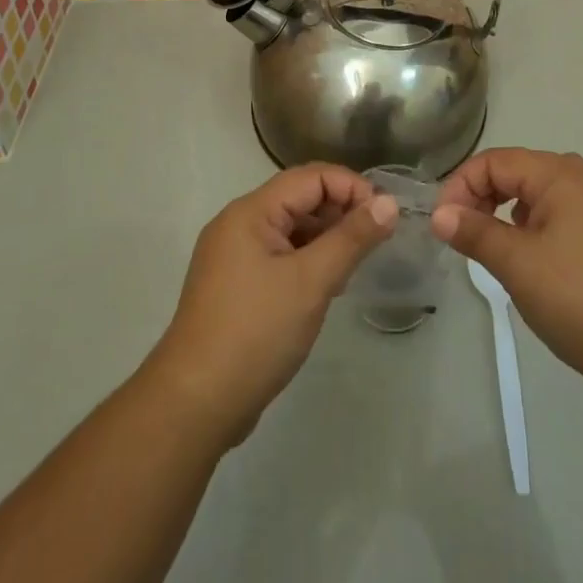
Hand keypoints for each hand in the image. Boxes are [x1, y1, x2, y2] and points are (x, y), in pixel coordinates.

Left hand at [146, 164, 397, 445]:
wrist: (195, 405)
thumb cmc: (255, 333)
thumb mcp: (311, 282)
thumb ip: (351, 238)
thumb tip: (388, 202)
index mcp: (250, 212)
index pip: (310, 177)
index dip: (351, 187)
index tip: (384, 216)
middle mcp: (238, 224)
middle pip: (299, 199)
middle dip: (340, 211)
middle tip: (377, 240)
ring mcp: (233, 256)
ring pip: (290, 229)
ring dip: (326, 238)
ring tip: (357, 264)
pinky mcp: (235, 286)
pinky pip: (279, 256)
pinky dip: (307, 261)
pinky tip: (329, 286)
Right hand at [432, 149, 582, 408]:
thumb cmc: (582, 299)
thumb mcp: (518, 265)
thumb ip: (475, 232)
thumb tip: (439, 215)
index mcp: (561, 174)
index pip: (495, 161)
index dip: (461, 186)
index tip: (441, 224)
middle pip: (516, 173)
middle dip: (482, 198)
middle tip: (460, 236)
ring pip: (537, 197)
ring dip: (505, 215)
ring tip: (491, 251)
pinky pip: (559, 217)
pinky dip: (532, 230)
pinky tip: (529, 262)